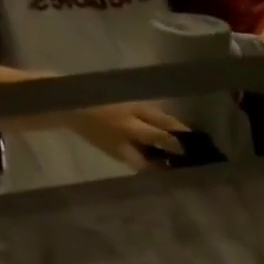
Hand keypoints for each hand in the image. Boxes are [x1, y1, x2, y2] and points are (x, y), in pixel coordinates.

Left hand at [64, 101, 188, 166]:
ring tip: (180, 132)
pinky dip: (160, 116)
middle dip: (182, 130)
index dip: (177, 146)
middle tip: (193, 140)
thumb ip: (138, 160)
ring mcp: (136, 100)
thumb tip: (160, 169)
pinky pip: (152, 107)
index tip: (188, 154)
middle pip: (168, 120)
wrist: (70, 101)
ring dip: (172, 122)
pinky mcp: (131, 94)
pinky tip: (162, 123)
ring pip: (161, 111)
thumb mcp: (115, 150)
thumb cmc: (92, 131)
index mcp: (134, 127)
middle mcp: (139, 111)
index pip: (164, 137)